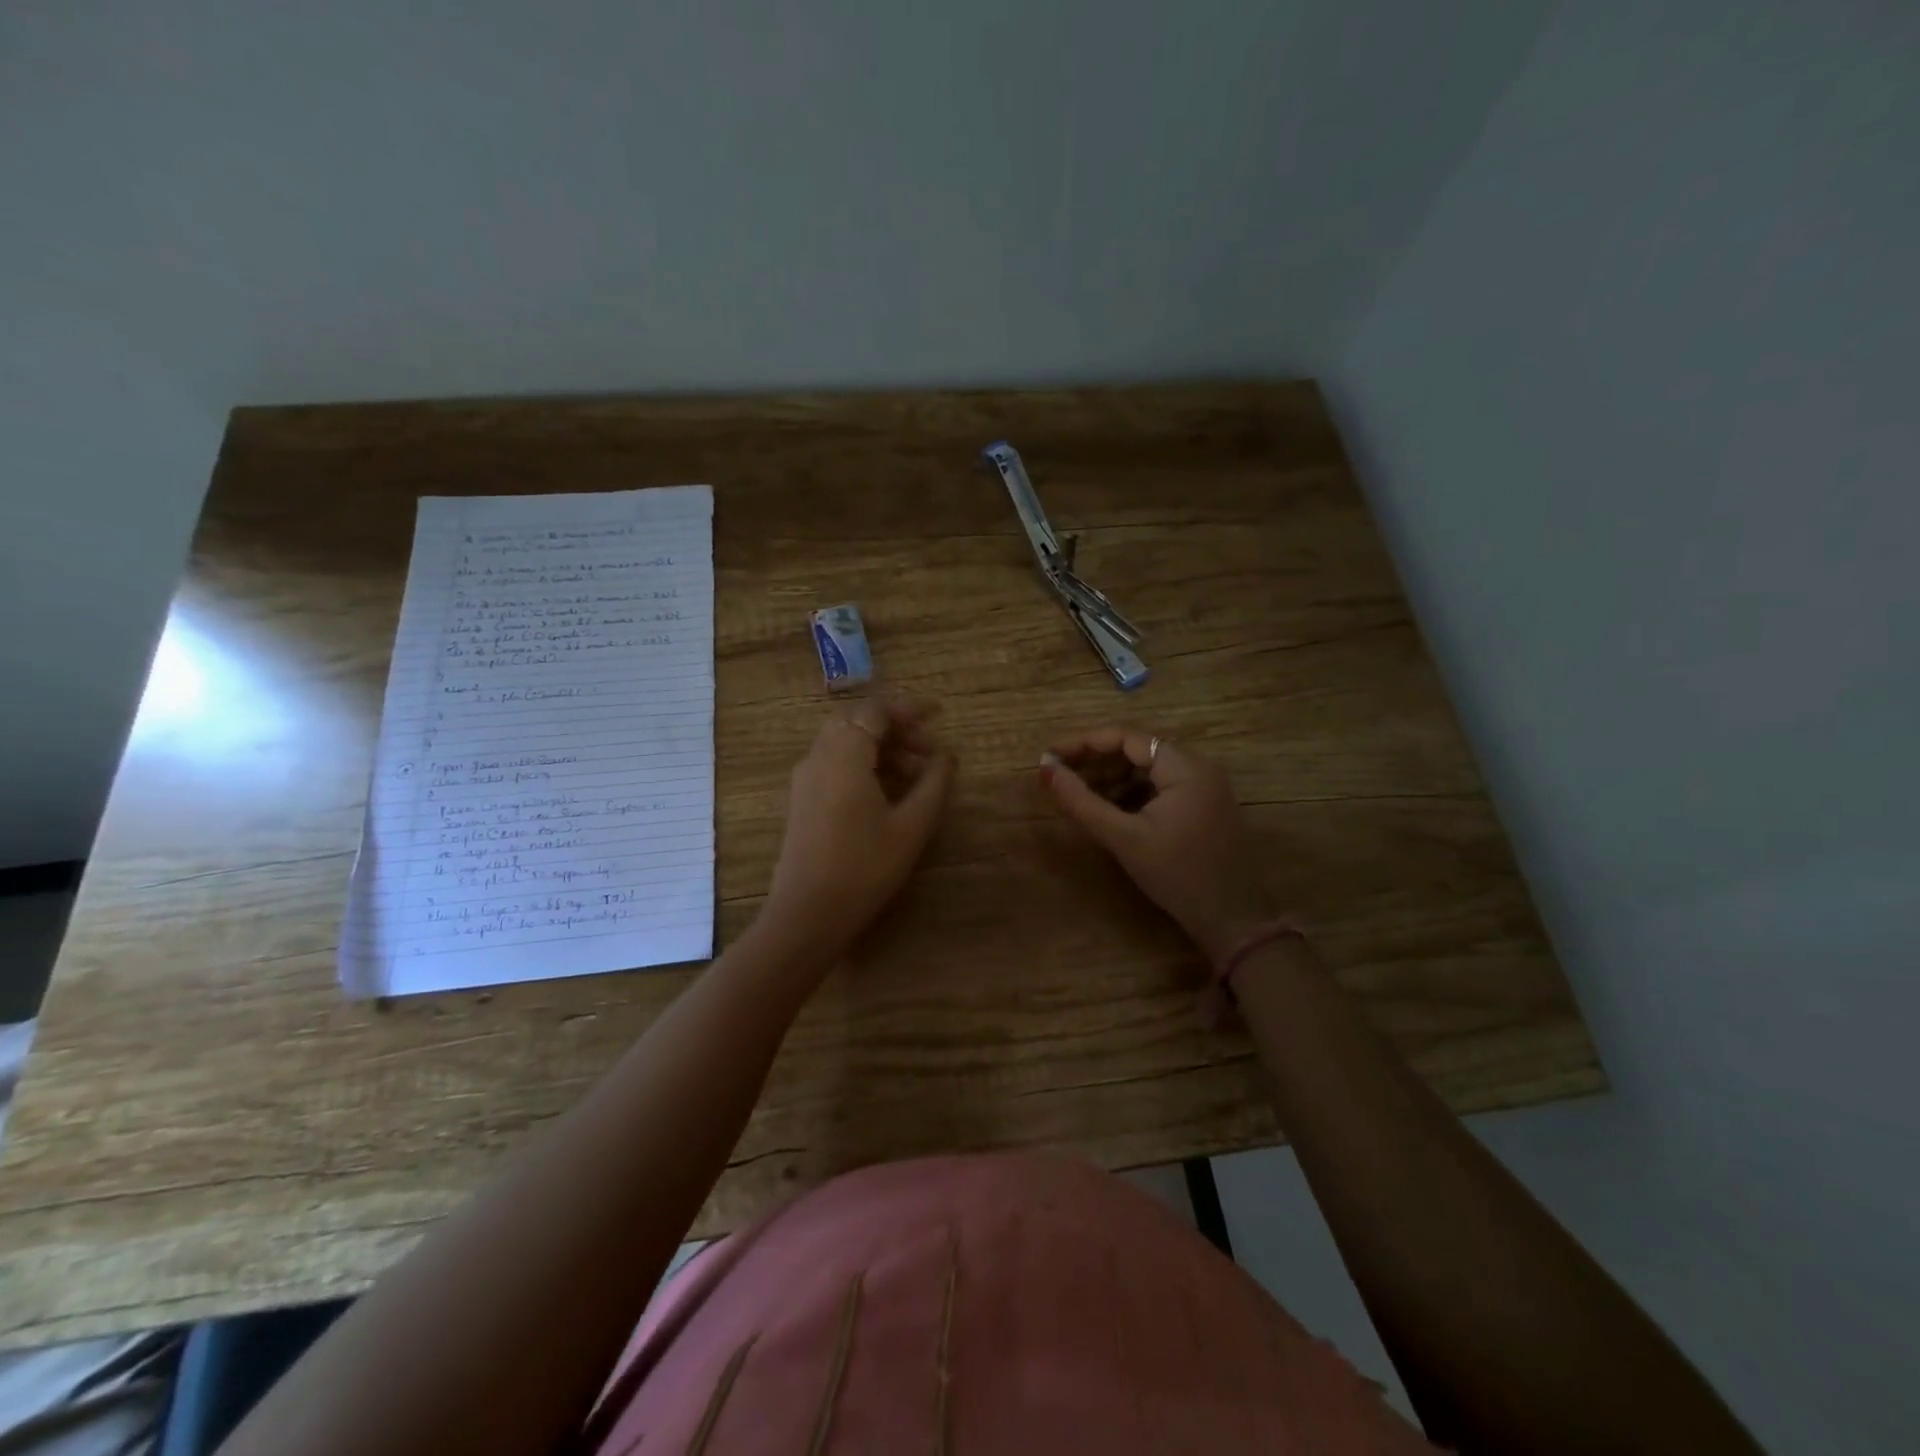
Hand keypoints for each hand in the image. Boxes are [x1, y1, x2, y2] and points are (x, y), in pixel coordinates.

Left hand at [762, 697, 955, 962]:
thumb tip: (948, 753)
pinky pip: (835, 763)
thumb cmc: (864, 868)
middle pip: (858, 721)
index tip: (939, 715)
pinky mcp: (803, 799)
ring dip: (882, 748)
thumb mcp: (911, 826)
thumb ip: (934, 783)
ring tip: (917, 775)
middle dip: (896, 728)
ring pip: (845, 742)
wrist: (806, 915)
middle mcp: (818, 756)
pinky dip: (864, 764)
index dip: (909, 708)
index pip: (875, 710)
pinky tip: (890, 793)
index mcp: (843, 754)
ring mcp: (806, 778)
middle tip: (929, 749)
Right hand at [1041, 726, 1273, 962]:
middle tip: (1058, 775)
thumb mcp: (1123, 838)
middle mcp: (1198, 767)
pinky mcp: (1202, 805)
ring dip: (1111, 777)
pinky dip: (1131, 792)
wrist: (1232, 920)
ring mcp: (1204, 786)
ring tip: (1076, 794)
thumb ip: (1081, 801)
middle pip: (1137, 749)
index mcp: (1185, 767)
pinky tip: (1106, 808)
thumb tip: (1045, 770)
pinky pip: (1160, 786)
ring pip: (1148, 769)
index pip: (1126, 737)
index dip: (1083, 742)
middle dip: (1095, 760)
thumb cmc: (1177, 876)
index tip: (1049, 757)